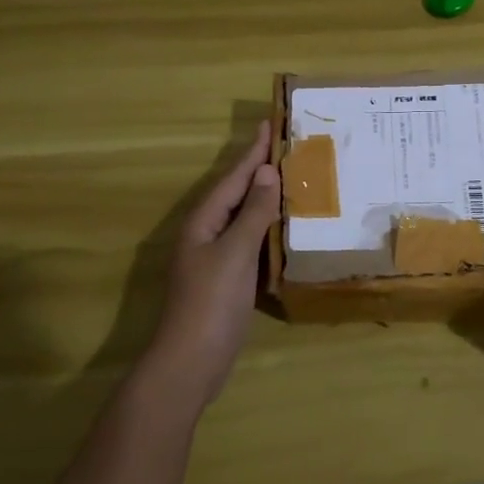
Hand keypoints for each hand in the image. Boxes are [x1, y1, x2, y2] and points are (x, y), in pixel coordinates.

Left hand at [149, 121, 281, 407]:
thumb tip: (268, 171)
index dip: (253, 151)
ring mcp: (216, 257)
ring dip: (266, 196)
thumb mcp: (235, 252)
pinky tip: (284, 226)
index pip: (234, 177)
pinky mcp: (228, 278)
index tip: (271, 122)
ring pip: (244, 216)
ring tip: (291, 177)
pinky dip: (267, 227)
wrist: (191, 361)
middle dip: (260, 169)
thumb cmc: (211, 302)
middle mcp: (207, 233)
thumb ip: (253, 212)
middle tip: (287, 145)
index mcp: (204, 221)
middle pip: (237, 192)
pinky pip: (250, 240)